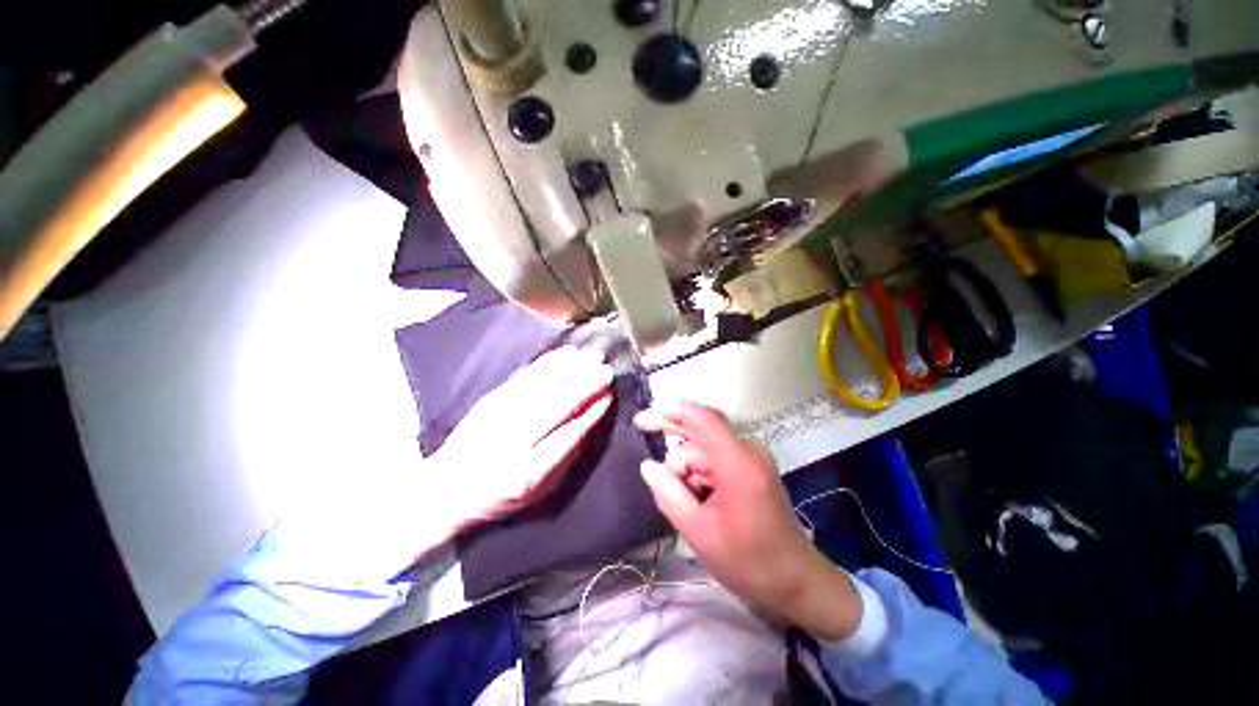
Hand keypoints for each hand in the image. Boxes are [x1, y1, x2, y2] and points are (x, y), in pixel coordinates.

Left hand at [436, 345, 614, 528]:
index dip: (590, 414)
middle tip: (607, 370)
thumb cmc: (498, 496)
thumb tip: (590, 424)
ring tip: (593, 355)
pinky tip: (566, 353)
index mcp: (527, 472)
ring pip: (542, 385)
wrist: (444, 488)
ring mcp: (499, 415)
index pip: (567, 436)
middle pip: (555, 406)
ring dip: (571, 368)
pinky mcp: (492, 398)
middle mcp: (513, 440)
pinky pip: (526, 375)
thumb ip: (565, 459)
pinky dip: (549, 362)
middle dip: (585, 385)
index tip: (608, 397)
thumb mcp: (537, 492)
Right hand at [634, 402, 862, 640]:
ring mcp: (752, 460)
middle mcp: (748, 452)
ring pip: (705, 451)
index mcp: (737, 463)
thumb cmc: (748, 561)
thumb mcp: (699, 532)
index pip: (703, 420)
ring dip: (687, 471)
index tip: (645, 415)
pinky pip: (717, 461)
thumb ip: (669, 494)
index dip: (673, 411)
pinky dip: (700, 475)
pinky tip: (696, 500)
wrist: (796, 582)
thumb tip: (647, 466)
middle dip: (674, 447)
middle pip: (701, 435)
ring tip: (684, 504)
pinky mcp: (753, 470)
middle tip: (645, 444)